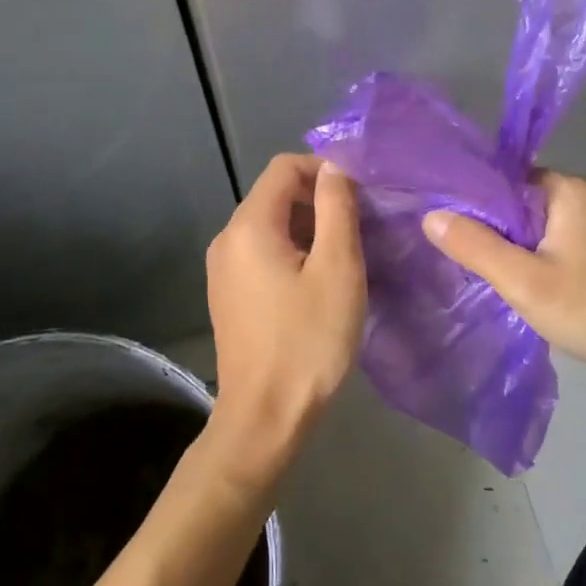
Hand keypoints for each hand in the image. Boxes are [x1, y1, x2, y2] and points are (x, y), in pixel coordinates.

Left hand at [204, 154, 365, 484]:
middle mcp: (227, 239)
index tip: (361, 195)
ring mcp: (223, 269)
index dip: (324, 169)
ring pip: (272, 226)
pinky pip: (263, 254)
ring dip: (311, 230)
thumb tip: (335, 167)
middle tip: (362, 229)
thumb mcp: (337, 269)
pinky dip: (294, 253)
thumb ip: (337, 208)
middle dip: (320, 201)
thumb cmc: (308, 342)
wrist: (264, 418)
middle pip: (276, 195)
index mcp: (249, 226)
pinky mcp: (229, 294)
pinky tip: (321, 284)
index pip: (284, 167)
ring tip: (348, 258)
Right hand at [422, 170, 585, 383]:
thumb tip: (431, 215)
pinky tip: (525, 285)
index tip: (443, 227)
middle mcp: (585, 196)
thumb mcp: (524, 281)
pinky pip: (557, 243)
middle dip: (490, 229)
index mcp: (566, 189)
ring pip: (537, 227)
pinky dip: (537, 259)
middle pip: (519, 203)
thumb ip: (475, 246)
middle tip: (460, 258)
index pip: (502, 179)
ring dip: (513, 248)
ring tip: (486, 275)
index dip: (470, 202)